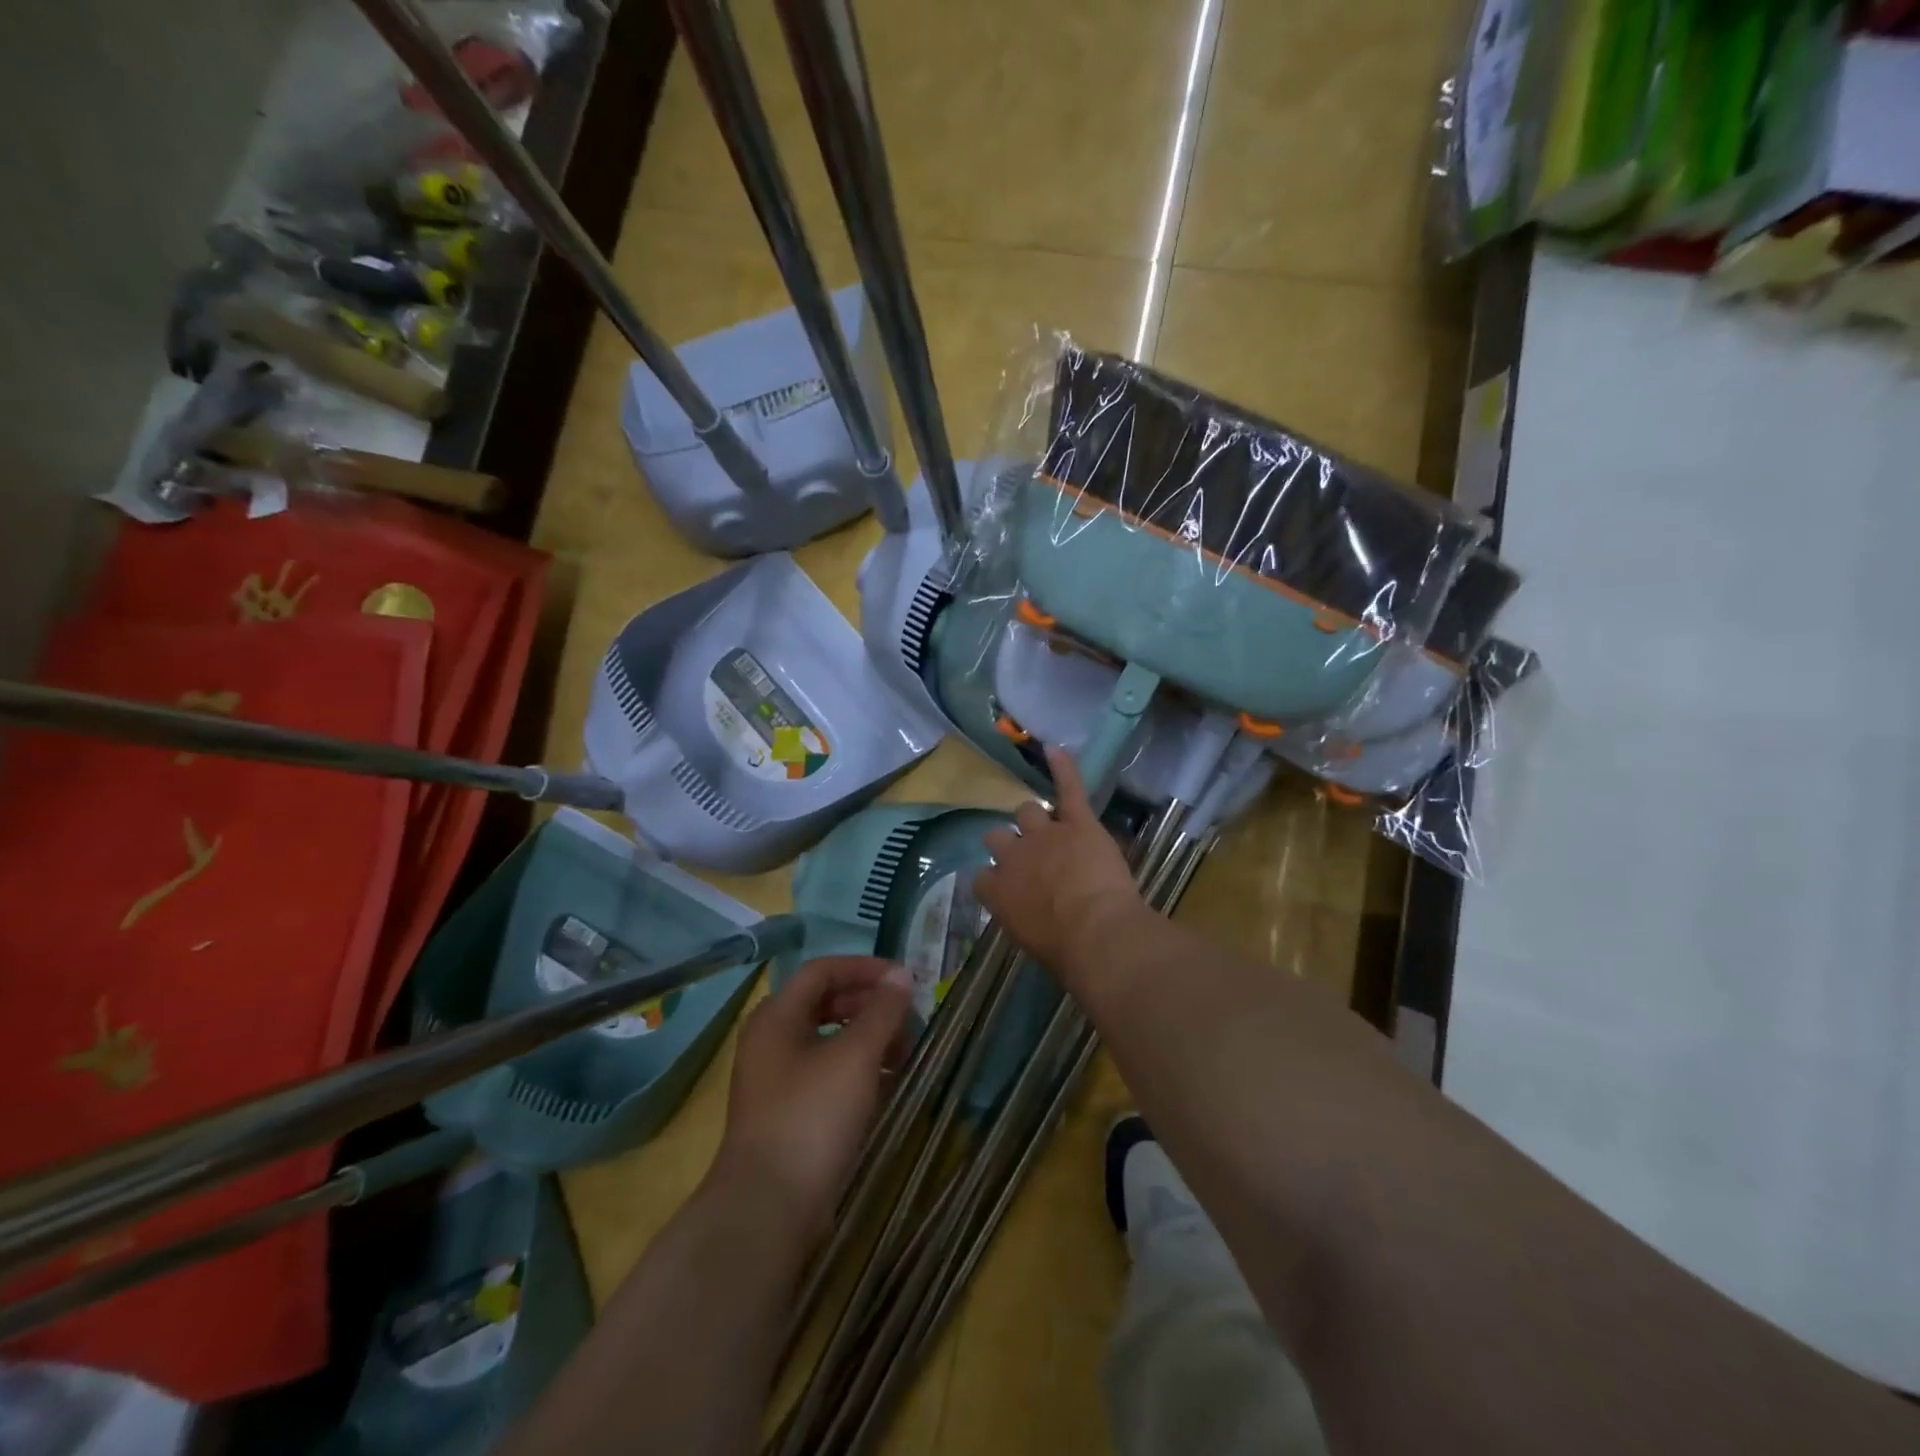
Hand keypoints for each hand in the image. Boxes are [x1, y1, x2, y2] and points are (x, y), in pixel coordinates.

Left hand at [712, 956, 912, 1242]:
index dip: (866, 969)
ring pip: (828, 1041)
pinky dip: (858, 1070)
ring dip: (868, 1039)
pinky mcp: (788, 1114)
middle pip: (825, 1004)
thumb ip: (882, 1012)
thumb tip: (903, 976)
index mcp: (777, 1016)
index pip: (823, 970)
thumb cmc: (812, 1117)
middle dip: (870, 1006)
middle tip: (909, 1019)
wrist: (768, 1211)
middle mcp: (771, 1041)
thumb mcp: (855, 1057)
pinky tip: (886, 1086)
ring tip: (906, 1055)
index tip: (905, 981)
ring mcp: (777, 1080)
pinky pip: (827, 1074)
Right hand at [974, 746, 1145, 975]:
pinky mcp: (1077, 822)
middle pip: (999, 837)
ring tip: (1046, 824)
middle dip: (1009, 843)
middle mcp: (1013, 857)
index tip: (1005, 886)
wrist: (1097, 933)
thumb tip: (1029, 916)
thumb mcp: (1028, 941)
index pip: (982, 876)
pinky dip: (1063, 767)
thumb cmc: (1065, 952)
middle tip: (1028, 857)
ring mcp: (1044, 834)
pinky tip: (1054, 749)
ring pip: (1028, 811)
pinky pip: (1068, 788)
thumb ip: (1021, 918)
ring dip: (1035, 818)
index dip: (995, 878)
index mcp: (997, 891)